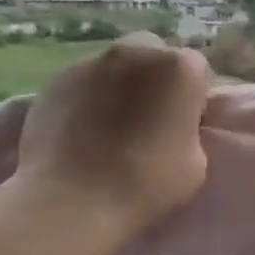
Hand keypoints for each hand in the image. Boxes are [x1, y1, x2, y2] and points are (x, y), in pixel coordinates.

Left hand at [16, 33, 212, 230]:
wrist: (72, 202)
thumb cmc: (145, 184)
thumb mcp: (196, 162)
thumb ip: (190, 129)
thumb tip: (175, 124)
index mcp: (178, 68)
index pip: (197, 69)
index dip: (193, 96)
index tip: (186, 123)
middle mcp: (136, 52)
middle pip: (154, 54)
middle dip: (156, 77)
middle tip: (150, 116)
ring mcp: (91, 61)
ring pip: (116, 65)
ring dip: (121, 84)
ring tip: (111, 124)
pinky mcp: (56, 79)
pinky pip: (84, 81)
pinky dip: (89, 97)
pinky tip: (83, 130)